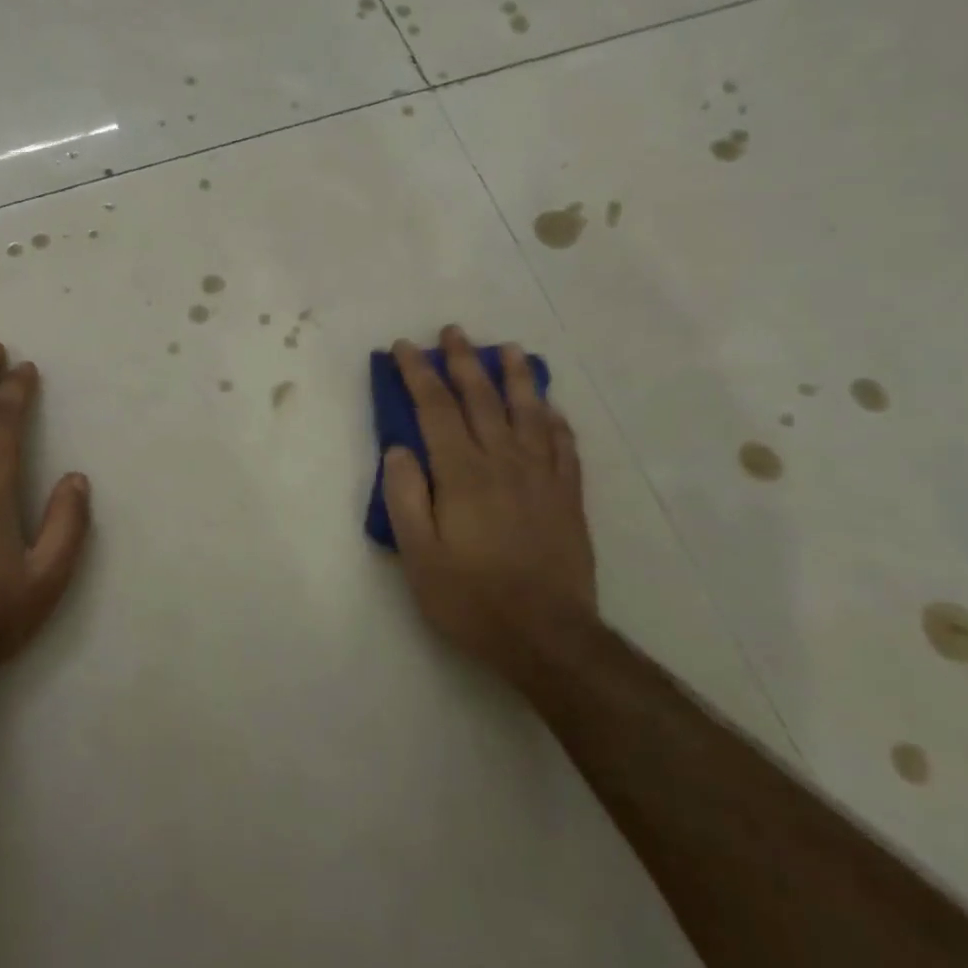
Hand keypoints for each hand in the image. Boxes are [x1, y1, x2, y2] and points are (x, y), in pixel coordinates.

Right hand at [381, 325, 596, 667]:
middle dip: (463, 361)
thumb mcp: (418, 554)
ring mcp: (542, 477)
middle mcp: (503, 462)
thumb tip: (399, 449)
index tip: (405, 347)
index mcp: (462, 474)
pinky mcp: (568, 496)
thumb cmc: (470, 597)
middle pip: (481, 399)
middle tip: (453, 332)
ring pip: (528, 412)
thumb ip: (405, 496)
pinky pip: (563, 445)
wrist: (547, 635)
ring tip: (508, 349)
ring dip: (515, 377)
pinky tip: (549, 407)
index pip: (435, 408)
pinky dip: (553, 419)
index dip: (418, 374)